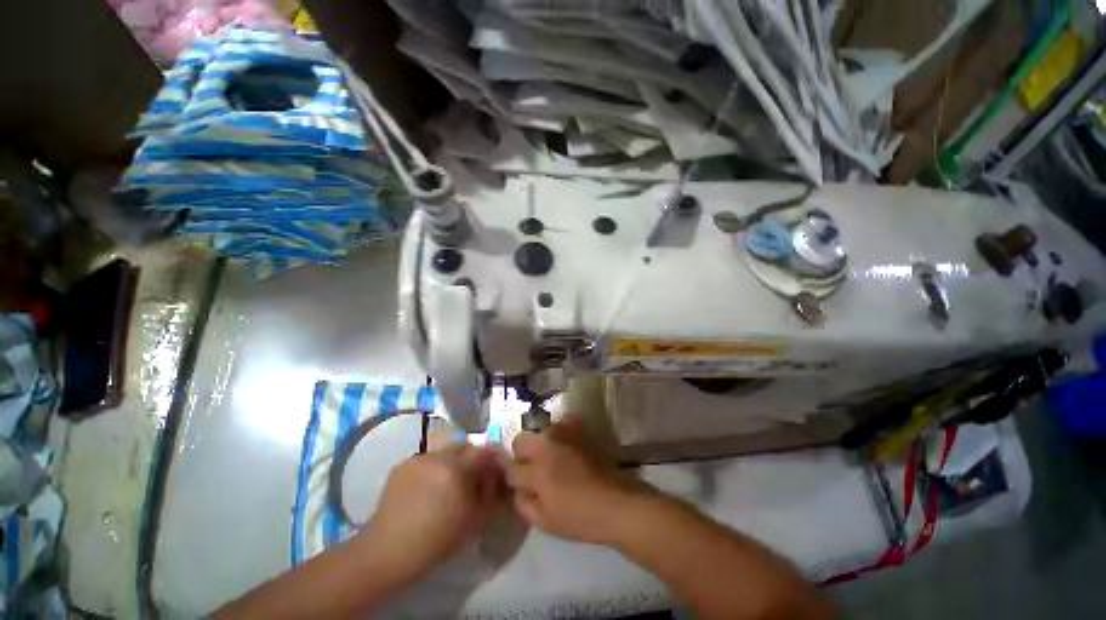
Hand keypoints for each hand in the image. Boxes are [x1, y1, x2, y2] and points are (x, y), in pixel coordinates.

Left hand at [357, 443, 502, 582]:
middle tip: (470, 480)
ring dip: (452, 463)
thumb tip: (495, 474)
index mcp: (457, 468)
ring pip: (445, 452)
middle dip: (472, 459)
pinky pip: (427, 460)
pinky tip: (427, 490)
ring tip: (446, 486)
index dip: (491, 460)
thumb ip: (491, 491)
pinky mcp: (402, 464)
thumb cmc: (437, 541)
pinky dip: (433, 469)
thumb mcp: (476, 521)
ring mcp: (418, 458)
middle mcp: (438, 456)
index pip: (484, 450)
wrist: (387, 552)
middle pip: (465, 446)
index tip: (492, 474)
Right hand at [510, 417, 650, 544]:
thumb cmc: (580, 518)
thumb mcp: (545, 522)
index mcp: (537, 471)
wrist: (616, 502)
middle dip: (521, 455)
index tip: (521, 485)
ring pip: (540, 431)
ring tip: (552, 458)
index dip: (514, 478)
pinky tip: (566, 445)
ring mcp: (564, 433)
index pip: (512, 468)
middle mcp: (547, 445)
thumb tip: (517, 489)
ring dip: (541, 443)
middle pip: (520, 440)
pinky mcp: (579, 429)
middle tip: (533, 469)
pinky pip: (562, 422)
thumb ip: (524, 504)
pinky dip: (560, 431)